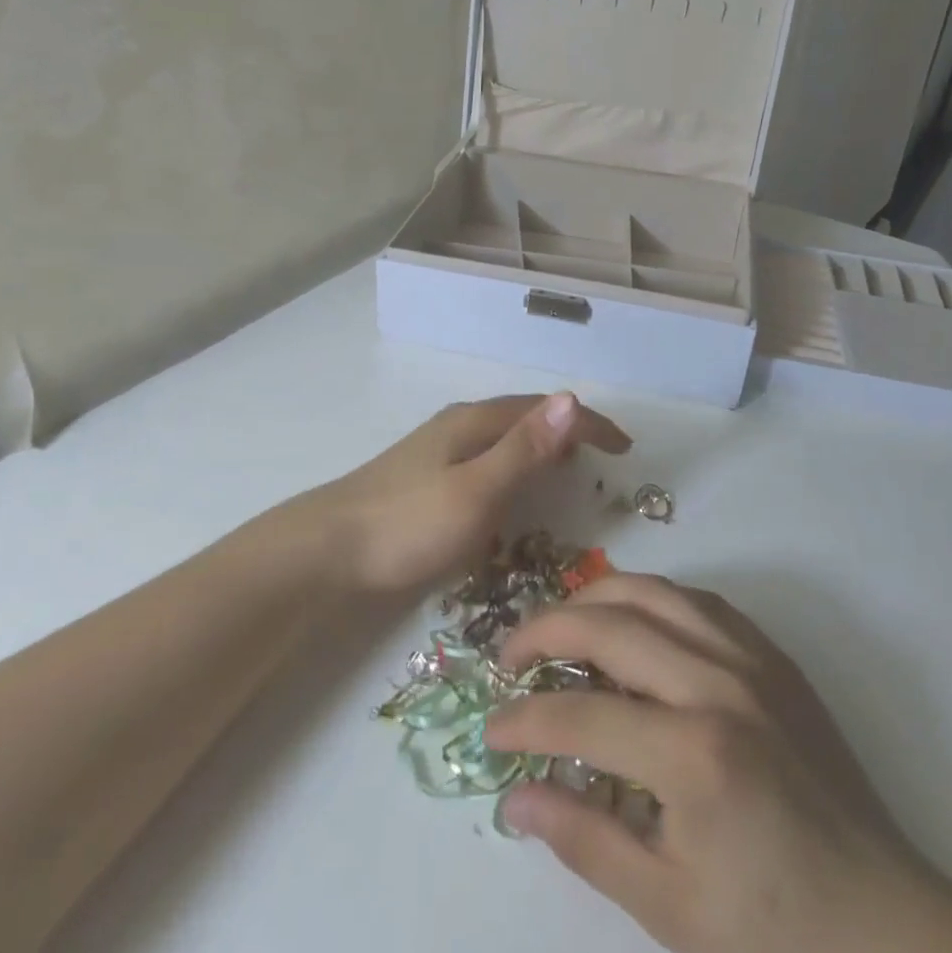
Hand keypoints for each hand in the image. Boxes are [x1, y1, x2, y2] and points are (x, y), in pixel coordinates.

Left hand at [310, 394, 631, 595]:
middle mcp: (458, 426)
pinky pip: (486, 459)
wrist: (325, 552)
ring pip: (504, 438)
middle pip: (525, 417)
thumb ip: (524, 450)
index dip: (589, 424)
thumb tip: (573, 400)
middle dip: (568, 431)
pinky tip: (510, 492)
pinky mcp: (425, 477)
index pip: (545, 410)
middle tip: (603, 459)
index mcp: (474, 422)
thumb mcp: (475, 491)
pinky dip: (515, 466)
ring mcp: (438, 450)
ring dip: (541, 447)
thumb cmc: (406, 524)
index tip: (626, 448)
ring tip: (568, 469)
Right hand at [486, 575, 951, 952]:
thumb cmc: (775, 931)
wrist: (888, 925)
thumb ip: (586, 840)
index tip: (491, 728)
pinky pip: (698, 600)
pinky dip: (650, 598)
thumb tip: (514, 798)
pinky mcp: (773, 656)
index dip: (524, 719)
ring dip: (594, 597)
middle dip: (544, 632)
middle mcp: (717, 685)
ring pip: (652, 590)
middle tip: (510, 658)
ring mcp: (750, 660)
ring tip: (561, 623)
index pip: (579, 714)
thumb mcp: (670, 907)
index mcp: (692, 755)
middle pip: (608, 624)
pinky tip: (633, 622)